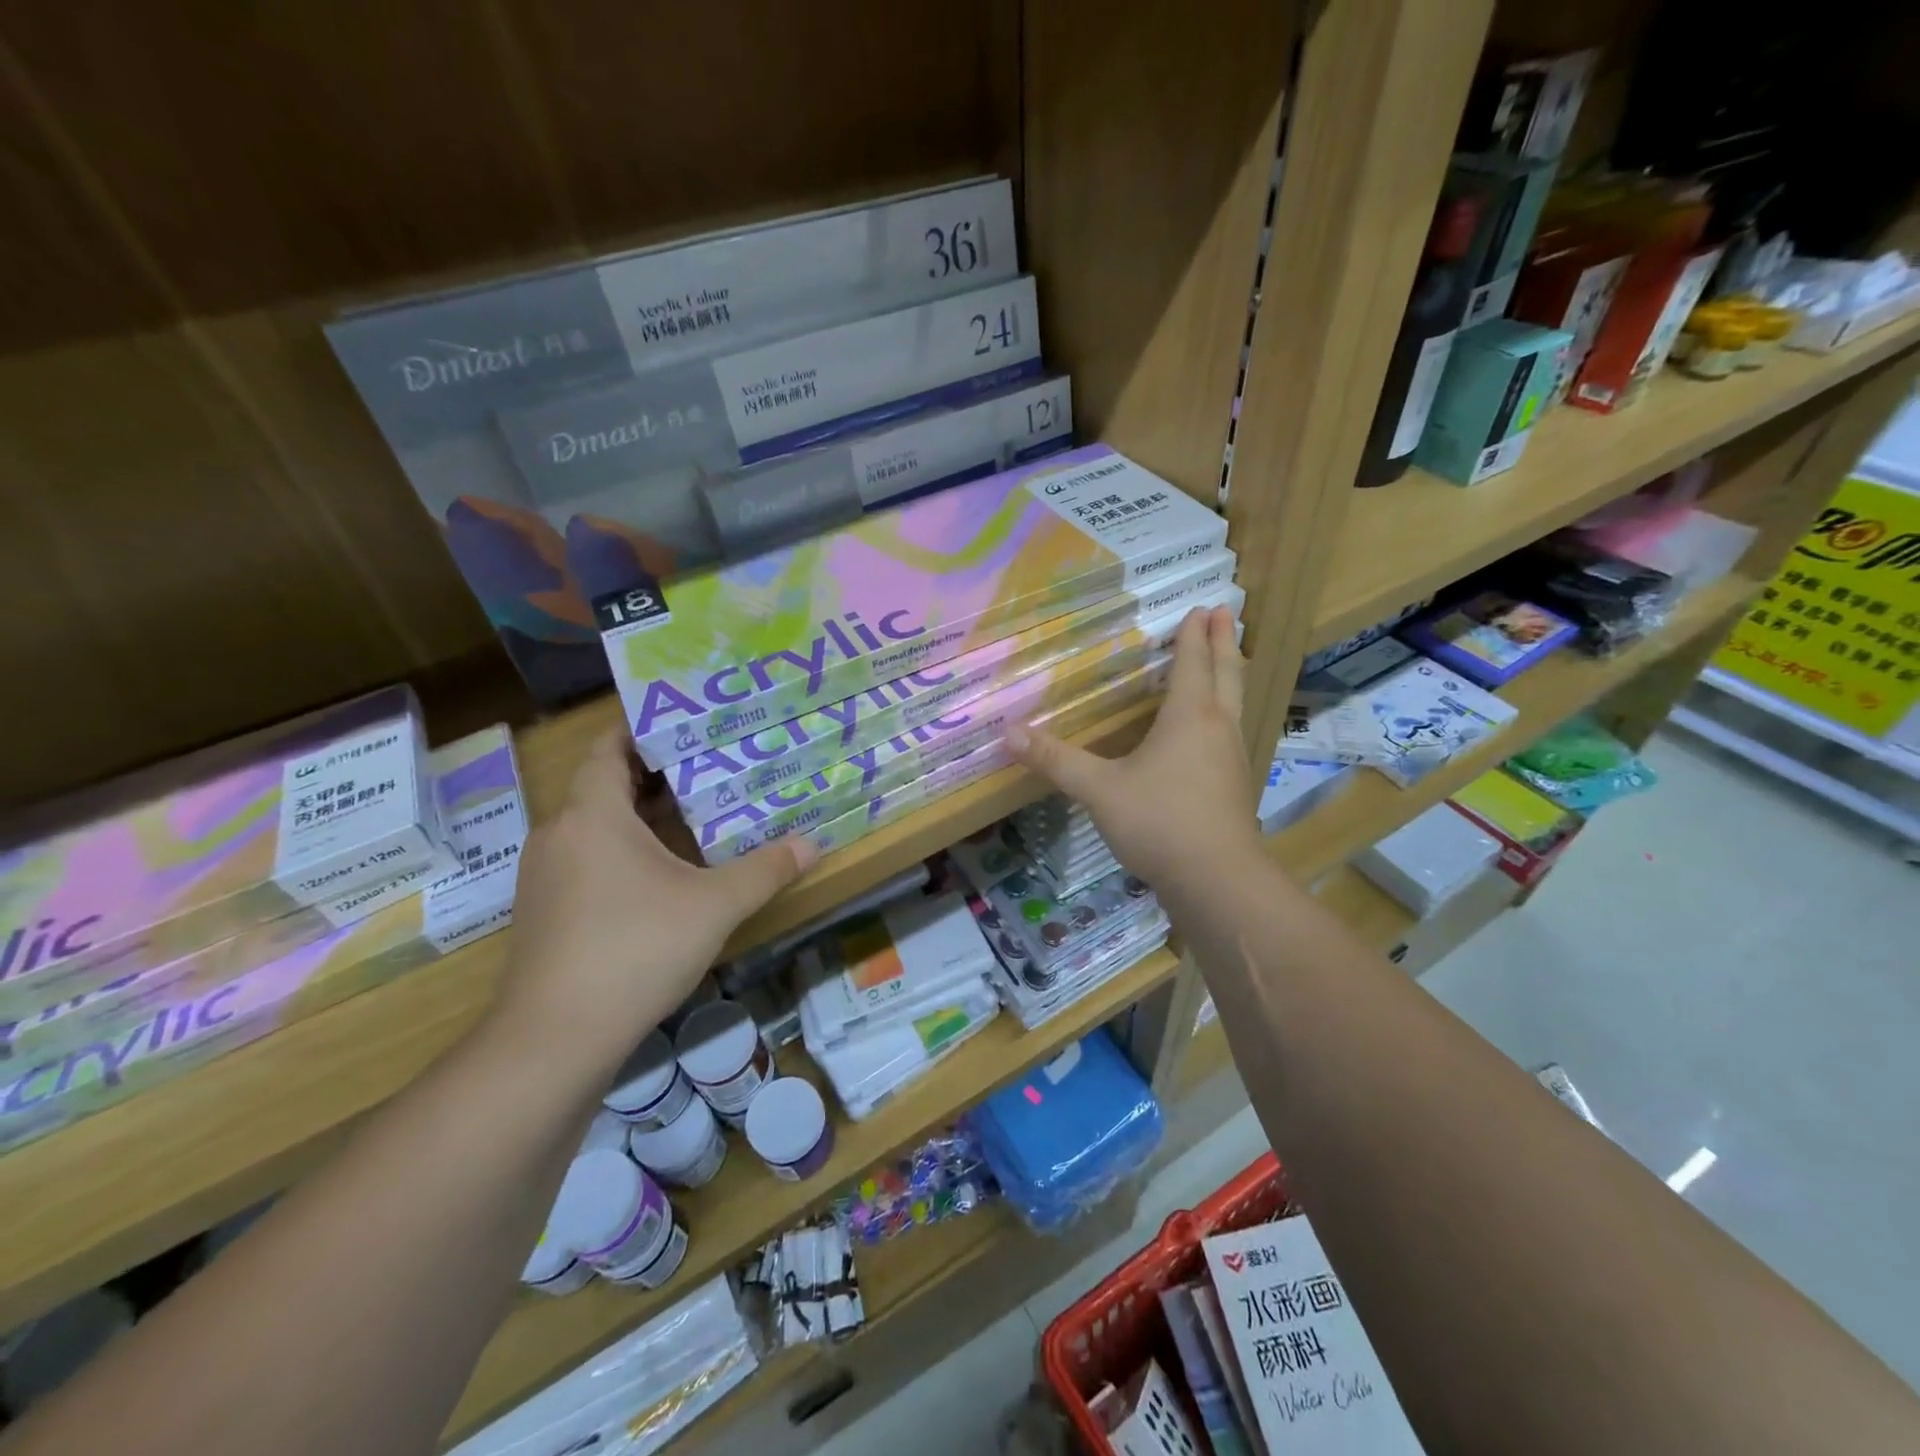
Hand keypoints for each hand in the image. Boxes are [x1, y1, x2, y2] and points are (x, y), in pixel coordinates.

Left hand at [492, 731, 812, 1071]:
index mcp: (592, 814)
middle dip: (657, 771)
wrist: (554, 1039)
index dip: (644, 727)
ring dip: (642, 814)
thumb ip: (765, 870)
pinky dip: (626, 849)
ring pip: (598, 825)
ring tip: (698, 810)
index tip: (688, 720)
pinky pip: (590, 858)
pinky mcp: (548, 911)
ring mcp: (547, 875)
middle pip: (606, 784)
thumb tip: (813, 845)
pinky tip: (666, 871)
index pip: (609, 747)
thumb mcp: (713, 906)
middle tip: (712, 762)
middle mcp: (560, 834)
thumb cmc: (635, 949)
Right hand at [1007, 605, 1260, 889]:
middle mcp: (1218, 729)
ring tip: (1223, 661)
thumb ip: (1055, 760)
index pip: (1192, 663)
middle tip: (1223, 612)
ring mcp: (1232, 759)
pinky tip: (1211, 732)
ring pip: (1234, 703)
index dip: (1192, 635)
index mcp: (1190, 717)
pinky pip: (1230, 733)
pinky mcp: (1234, 787)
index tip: (1199, 608)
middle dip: (1222, 642)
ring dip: (1228, 675)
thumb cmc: (1159, 821)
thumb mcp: (1098, 790)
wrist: (1217, 880)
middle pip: (1226, 673)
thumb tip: (1007, 732)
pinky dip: (1224, 713)